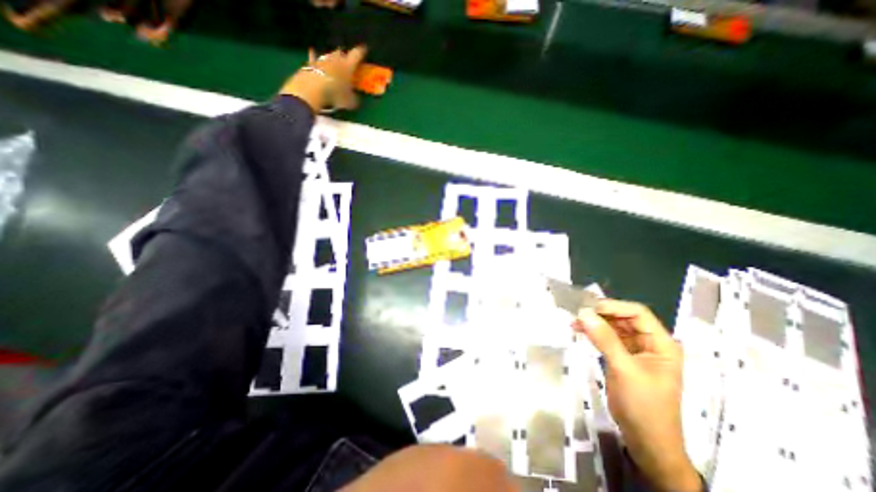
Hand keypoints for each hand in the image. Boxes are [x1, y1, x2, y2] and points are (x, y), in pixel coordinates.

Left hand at [280, 44, 368, 112]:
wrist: (313, 90)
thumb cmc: (336, 94)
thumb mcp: (351, 102)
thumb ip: (355, 98)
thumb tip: (356, 98)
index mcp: (348, 66)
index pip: (357, 55)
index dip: (361, 51)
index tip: (364, 48)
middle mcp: (336, 59)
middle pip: (341, 52)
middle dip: (345, 55)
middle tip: (348, 59)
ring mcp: (322, 60)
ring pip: (329, 55)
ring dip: (333, 56)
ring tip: (335, 59)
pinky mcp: (311, 63)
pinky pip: (313, 56)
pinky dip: (314, 54)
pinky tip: (312, 50)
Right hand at [573, 299, 702, 491]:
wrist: (646, 442)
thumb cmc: (643, 405)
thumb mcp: (624, 369)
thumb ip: (605, 339)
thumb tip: (583, 312)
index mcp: (661, 343)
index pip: (637, 313)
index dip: (613, 306)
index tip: (588, 307)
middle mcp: (649, 343)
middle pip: (623, 318)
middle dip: (601, 314)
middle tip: (577, 313)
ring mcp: (635, 351)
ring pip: (613, 327)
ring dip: (595, 323)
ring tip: (574, 321)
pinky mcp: (622, 358)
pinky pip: (607, 339)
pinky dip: (593, 333)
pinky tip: (579, 331)